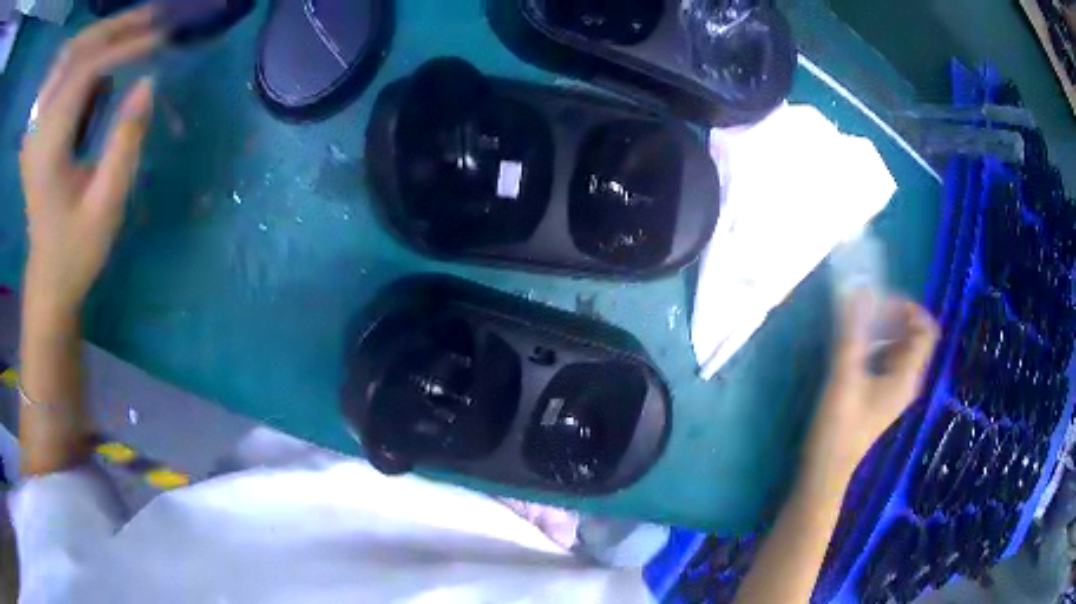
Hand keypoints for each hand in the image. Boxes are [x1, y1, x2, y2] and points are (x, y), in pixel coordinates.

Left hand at [20, 6, 161, 324]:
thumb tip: (148, 83)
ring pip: (68, 55)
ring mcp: (34, 126)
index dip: (123, 47)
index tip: (161, 37)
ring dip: (100, 36)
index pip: (84, 72)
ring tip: (135, 30)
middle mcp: (36, 129)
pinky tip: (104, 58)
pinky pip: (62, 72)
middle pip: (75, 53)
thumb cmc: (75, 251)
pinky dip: (85, 54)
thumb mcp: (106, 206)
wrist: (46, 277)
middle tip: (153, 17)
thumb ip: (125, 142)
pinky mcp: (37, 126)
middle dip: (114, 28)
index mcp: (46, 149)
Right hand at [802, 293, 939, 491]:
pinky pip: (887, 360)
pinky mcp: (880, 395)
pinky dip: (875, 345)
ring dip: (883, 329)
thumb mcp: (844, 377)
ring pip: (899, 347)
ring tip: (857, 325)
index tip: (882, 302)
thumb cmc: (838, 427)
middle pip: (913, 335)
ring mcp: (894, 389)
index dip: (909, 308)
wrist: (826, 471)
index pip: (926, 329)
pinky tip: (854, 349)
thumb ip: (853, 333)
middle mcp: (907, 380)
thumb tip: (859, 289)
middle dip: (893, 315)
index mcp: (907, 376)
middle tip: (866, 310)